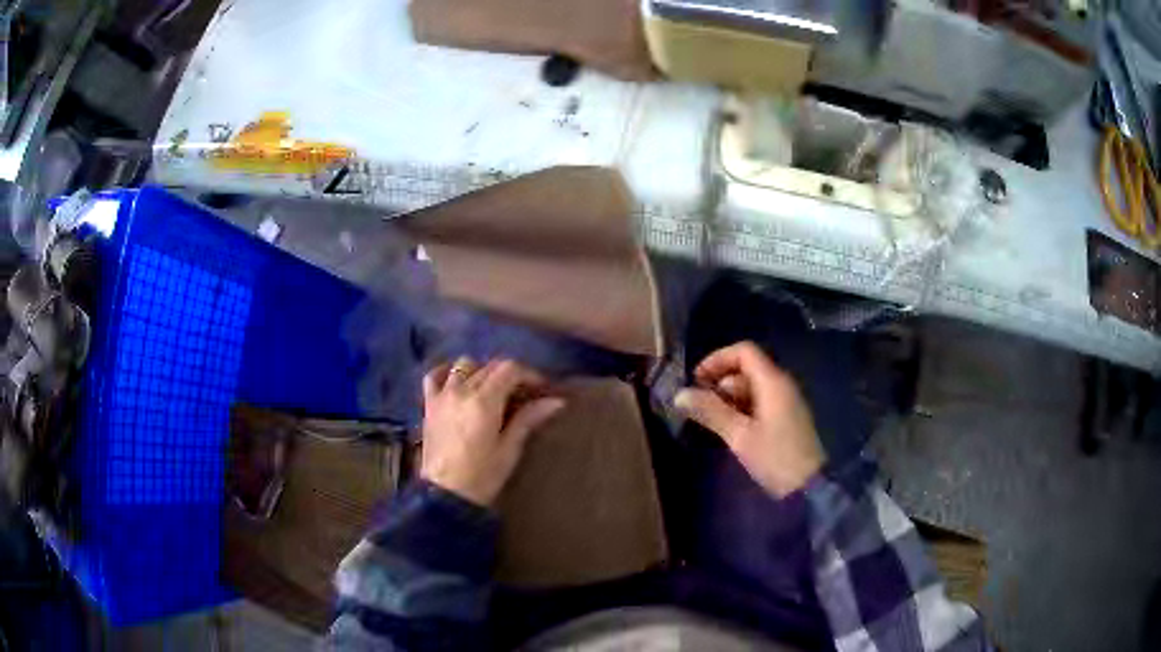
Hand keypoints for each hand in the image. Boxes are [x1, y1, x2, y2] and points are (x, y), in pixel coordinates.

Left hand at [420, 357, 565, 506]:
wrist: (444, 495)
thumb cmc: (482, 476)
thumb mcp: (509, 449)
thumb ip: (528, 419)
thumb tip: (556, 402)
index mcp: (484, 401)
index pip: (509, 369)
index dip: (528, 374)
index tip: (540, 388)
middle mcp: (462, 390)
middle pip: (489, 366)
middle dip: (509, 374)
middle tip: (522, 393)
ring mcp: (442, 395)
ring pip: (464, 365)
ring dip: (481, 371)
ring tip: (490, 389)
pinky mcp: (429, 405)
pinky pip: (433, 376)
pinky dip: (446, 372)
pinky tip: (456, 381)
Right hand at [675, 341, 824, 497]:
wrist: (809, 486)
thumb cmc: (775, 457)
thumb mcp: (740, 436)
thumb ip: (711, 412)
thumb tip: (680, 395)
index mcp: (773, 382)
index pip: (744, 351)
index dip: (718, 359)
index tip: (697, 380)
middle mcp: (782, 385)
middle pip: (747, 369)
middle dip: (720, 382)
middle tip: (700, 405)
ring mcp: (786, 401)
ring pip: (752, 387)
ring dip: (729, 398)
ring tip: (711, 420)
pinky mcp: (786, 418)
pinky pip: (761, 402)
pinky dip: (742, 408)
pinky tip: (730, 428)